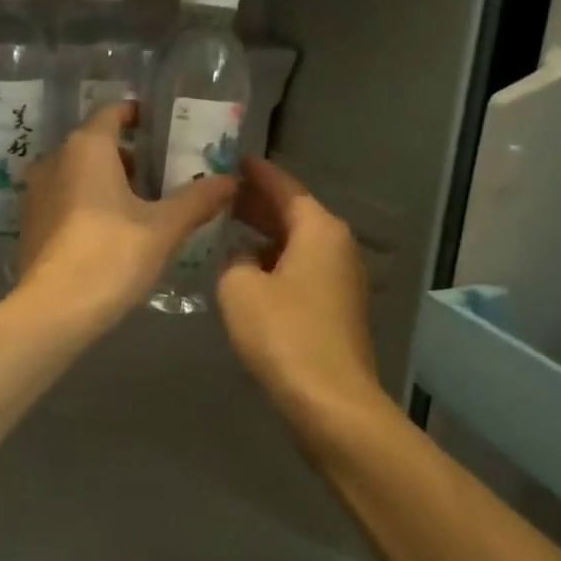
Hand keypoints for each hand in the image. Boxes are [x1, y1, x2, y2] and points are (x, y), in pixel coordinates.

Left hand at [16, 102, 236, 334]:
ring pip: (76, 173)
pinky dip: (86, 204)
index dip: (137, 114)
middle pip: (94, 144)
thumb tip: (231, 180)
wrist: (54, 310)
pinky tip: (110, 232)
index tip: (161, 126)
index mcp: (86, 148)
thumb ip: (198, 200)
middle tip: (161, 173)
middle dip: (127, 155)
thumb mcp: (164, 228)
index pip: (112, 112)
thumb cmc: (111, 256)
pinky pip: (63, 200)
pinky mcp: (29, 224)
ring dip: (105, 181)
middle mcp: (54, 161)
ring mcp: (35, 193)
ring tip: (140, 205)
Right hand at [217, 157, 385, 431]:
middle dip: (257, 202)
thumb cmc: (283, 334)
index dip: (255, 172)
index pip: (284, 186)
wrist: (330, 402)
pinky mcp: (336, 309)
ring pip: (297, 243)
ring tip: (226, 227)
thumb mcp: (239, 288)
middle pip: (294, 213)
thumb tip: (242, 257)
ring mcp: (341, 279)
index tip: (230, 158)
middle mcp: (337, 246)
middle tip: (219, 192)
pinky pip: (301, 269)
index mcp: (318, 229)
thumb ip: (233, 259)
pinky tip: (247, 270)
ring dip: (264, 234)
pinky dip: (275, 261)